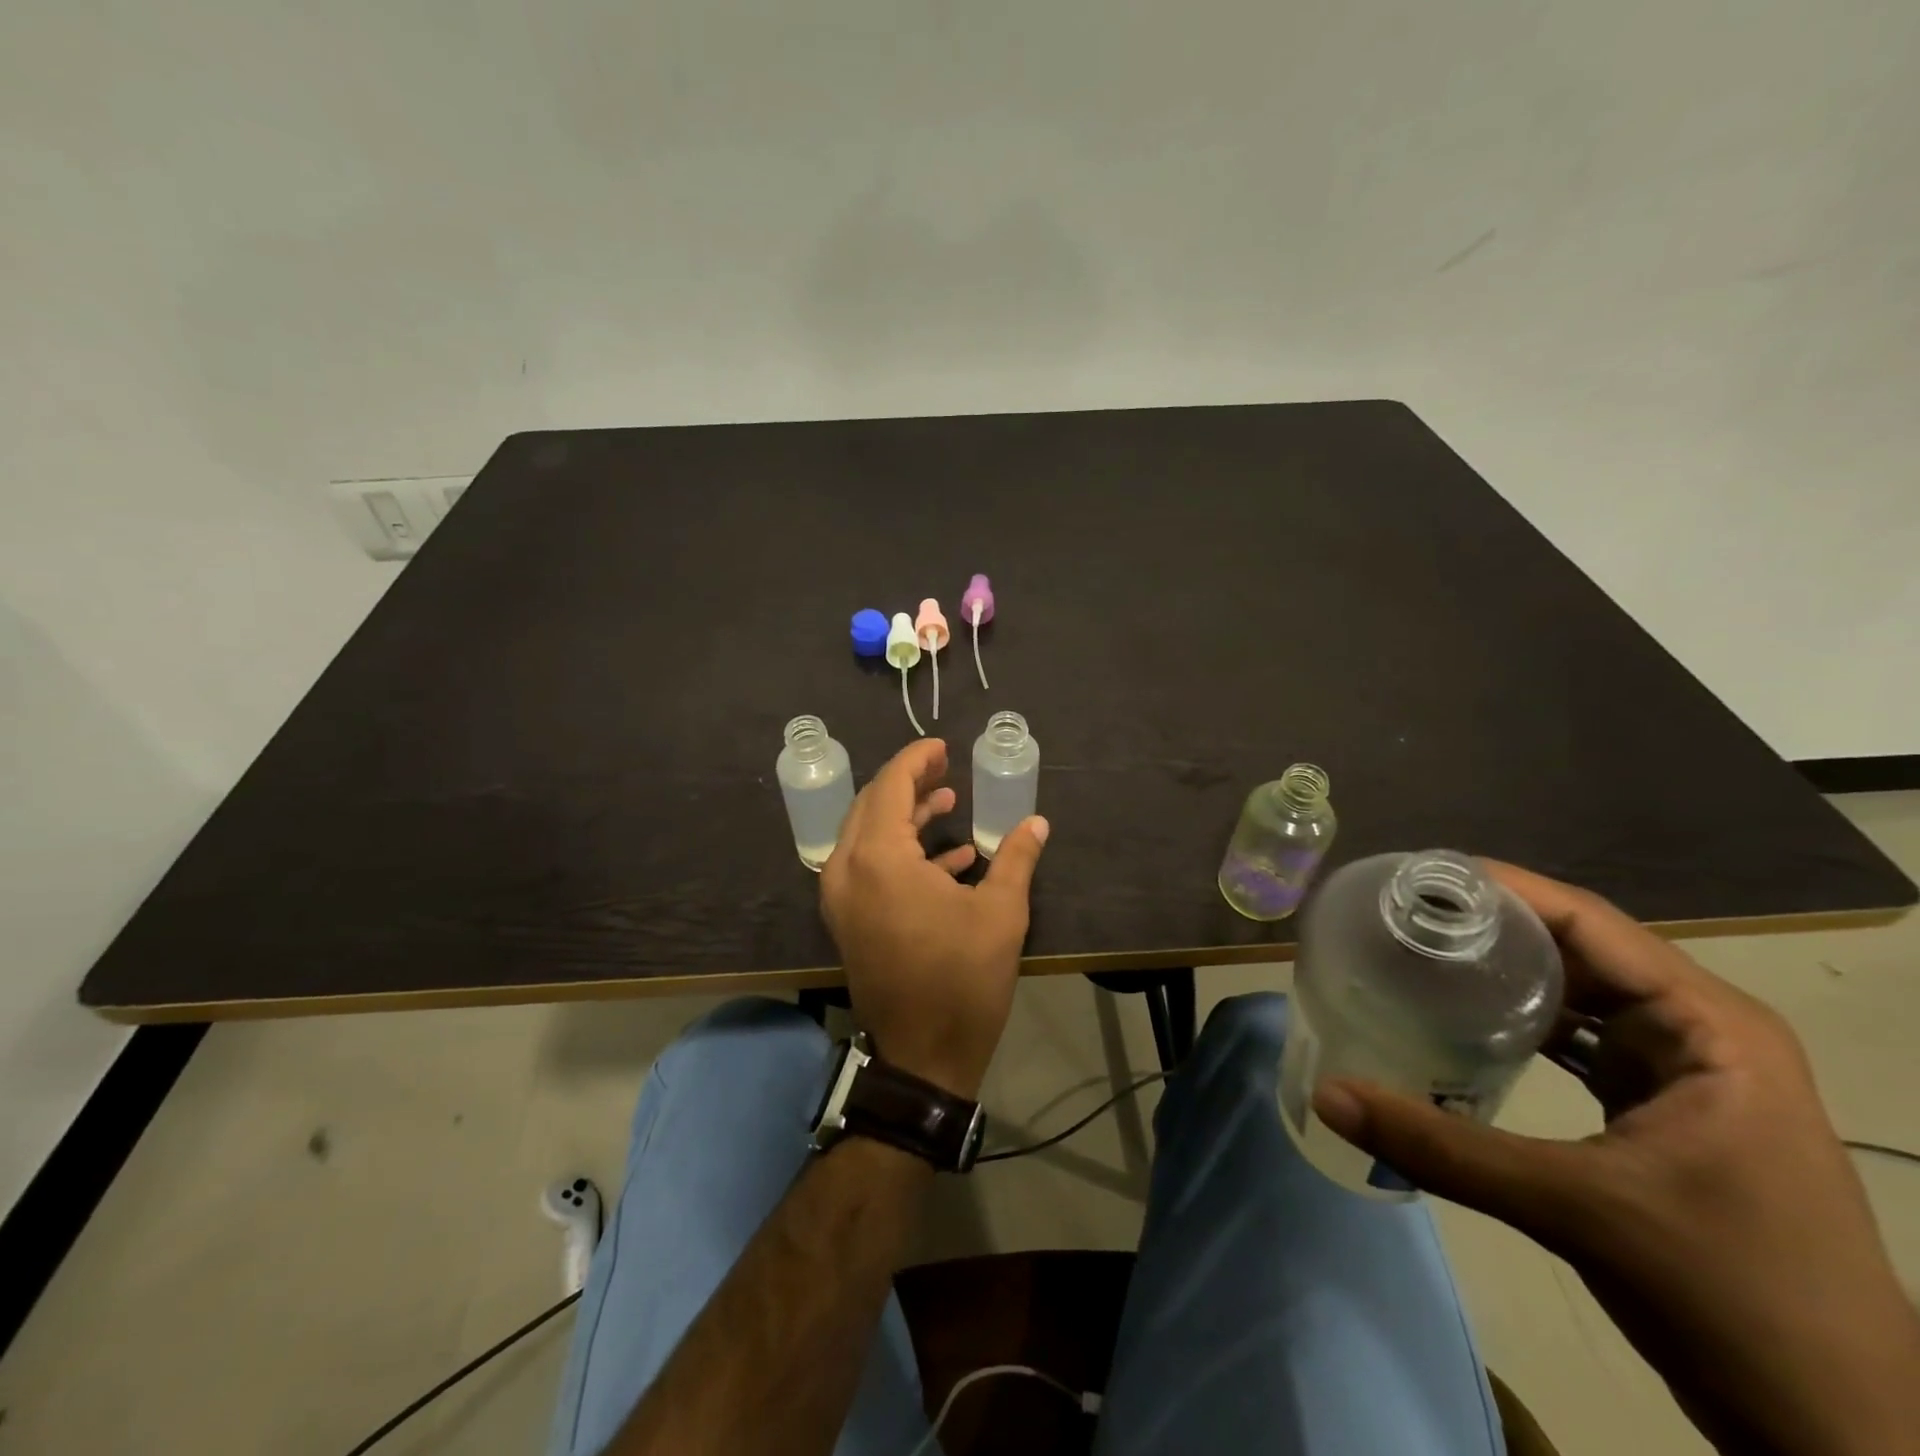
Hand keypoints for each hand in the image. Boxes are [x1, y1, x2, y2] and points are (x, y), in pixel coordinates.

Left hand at [819, 738, 1047, 1100]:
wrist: (923, 1057)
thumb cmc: (962, 980)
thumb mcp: (1000, 914)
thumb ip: (1016, 858)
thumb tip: (1036, 822)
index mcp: (879, 859)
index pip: (891, 786)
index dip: (917, 760)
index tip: (943, 748)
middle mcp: (848, 870)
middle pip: (872, 805)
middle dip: (908, 782)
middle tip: (946, 769)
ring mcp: (842, 898)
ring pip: (867, 834)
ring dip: (905, 815)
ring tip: (948, 802)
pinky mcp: (848, 920)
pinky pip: (868, 867)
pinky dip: (901, 851)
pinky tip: (949, 857)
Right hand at [1313, 864, 1919, 1455]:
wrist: (1840, 1433)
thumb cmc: (1733, 1298)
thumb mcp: (1578, 1210)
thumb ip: (1443, 1149)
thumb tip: (1329, 1096)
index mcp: (1708, 1026)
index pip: (1588, 922)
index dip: (1500, 889)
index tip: (1415, 878)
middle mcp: (1699, 1030)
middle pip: (1577, 949)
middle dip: (1488, 927)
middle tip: (1396, 915)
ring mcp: (1683, 1071)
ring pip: (1577, 993)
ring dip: (1501, 973)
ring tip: (1415, 953)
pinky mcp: (1660, 1109)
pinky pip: (1577, 1040)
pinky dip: (1519, 1022)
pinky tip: (1460, 1022)